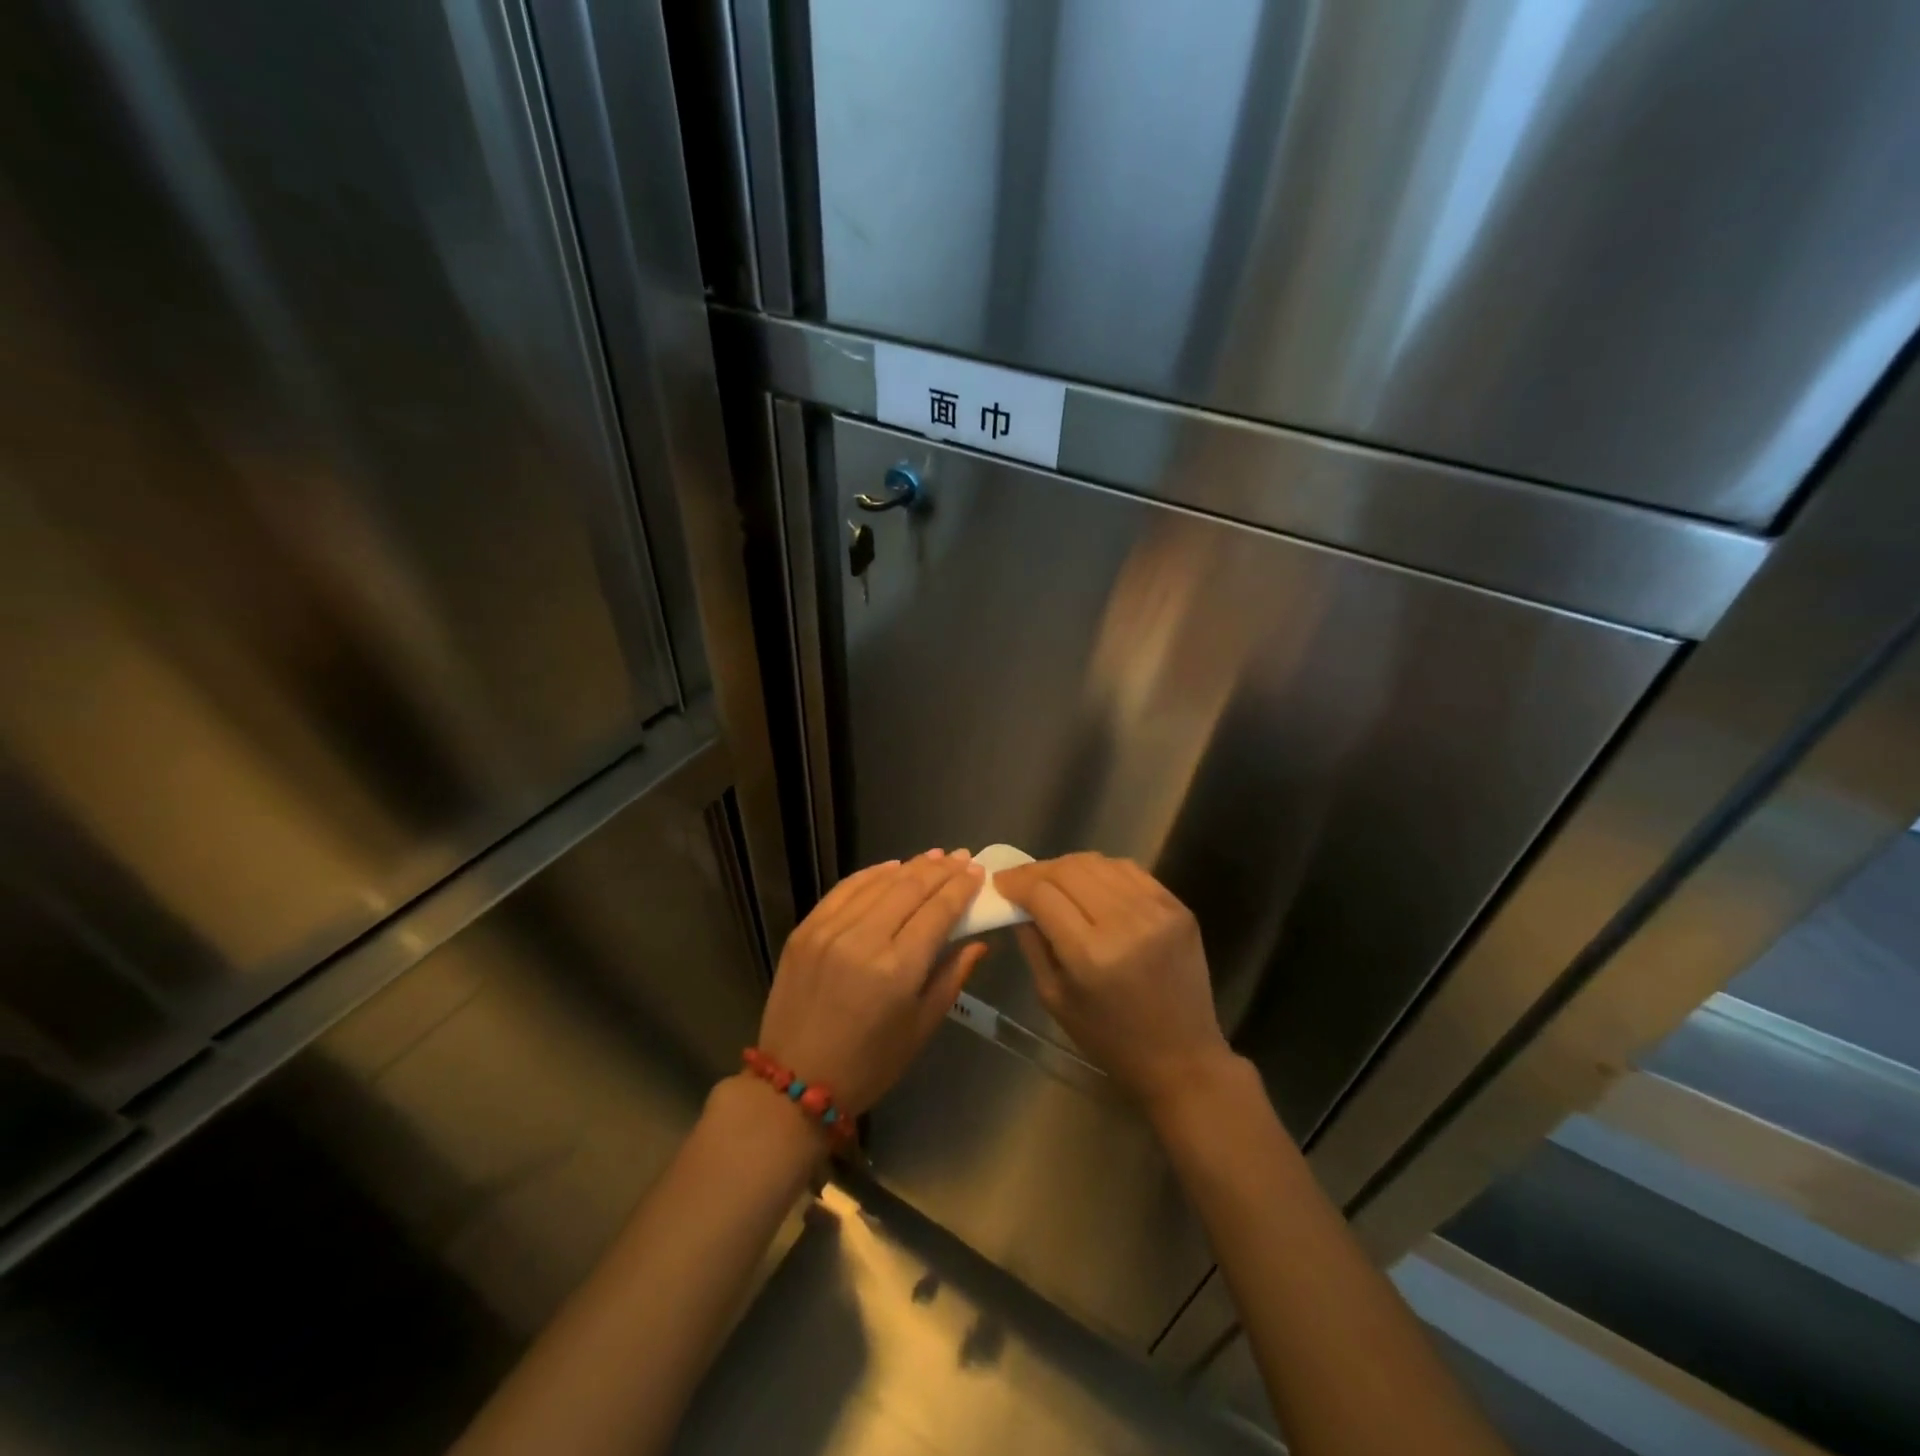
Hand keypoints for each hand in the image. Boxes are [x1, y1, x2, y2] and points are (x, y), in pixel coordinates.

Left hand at [757, 850, 987, 1114]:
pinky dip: (871, 874)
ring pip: (878, 882)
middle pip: (910, 888)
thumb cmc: (870, 1064)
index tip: (977, 871)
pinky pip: (844, 889)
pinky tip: (890, 867)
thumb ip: (952, 976)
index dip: (961, 887)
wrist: (794, 1082)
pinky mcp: (805, 929)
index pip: (938, 911)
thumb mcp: (921, 1027)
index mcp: (897, 969)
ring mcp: (829, 930)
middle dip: (940, 869)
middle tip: (961, 857)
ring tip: (934, 856)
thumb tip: (978, 941)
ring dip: (910, 866)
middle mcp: (863, 940)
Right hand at [994, 853, 1232, 1111]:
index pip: (1042, 894)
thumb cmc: (1109, 1039)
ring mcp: (1157, 911)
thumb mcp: (1054, 998)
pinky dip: (1102, 871)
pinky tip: (1091, 884)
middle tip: (1022, 880)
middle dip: (1037, 870)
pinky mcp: (1178, 907)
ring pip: (1099, 863)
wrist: (1182, 1057)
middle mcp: (1125, 923)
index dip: (1015, 882)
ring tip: (1054, 880)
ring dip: (1068, 866)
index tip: (1000, 883)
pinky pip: (1130, 870)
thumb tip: (1017, 903)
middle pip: (1069, 869)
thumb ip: (1032, 944)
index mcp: (1090, 954)